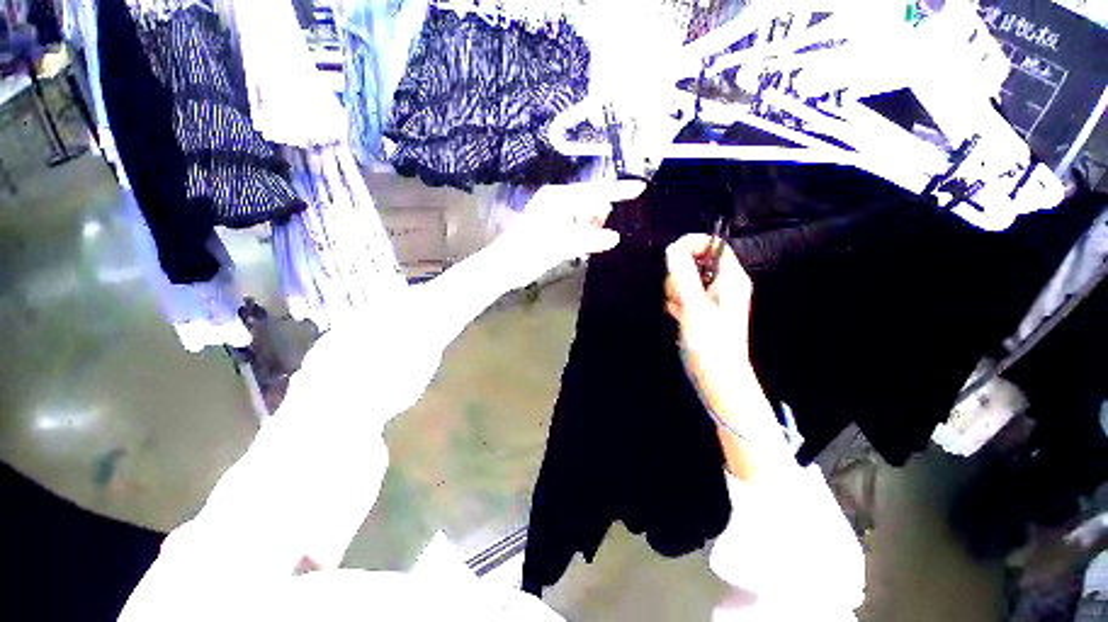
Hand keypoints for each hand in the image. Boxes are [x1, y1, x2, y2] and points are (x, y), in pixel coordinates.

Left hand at [495, 180, 645, 288]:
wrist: (503, 266)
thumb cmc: (530, 252)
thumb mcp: (562, 246)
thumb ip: (589, 240)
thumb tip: (615, 237)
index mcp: (560, 198)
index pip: (596, 191)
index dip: (619, 190)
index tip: (640, 188)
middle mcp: (557, 200)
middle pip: (590, 201)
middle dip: (603, 214)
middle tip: (609, 231)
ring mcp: (553, 212)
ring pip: (583, 214)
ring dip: (593, 226)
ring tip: (597, 241)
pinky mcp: (550, 225)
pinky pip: (575, 224)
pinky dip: (583, 232)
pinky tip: (587, 243)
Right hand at [664, 233, 753, 386]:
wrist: (718, 379)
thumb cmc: (711, 344)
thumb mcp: (695, 307)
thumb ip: (683, 276)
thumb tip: (672, 249)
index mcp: (731, 278)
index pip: (713, 245)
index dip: (691, 244)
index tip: (670, 254)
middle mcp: (722, 284)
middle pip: (694, 262)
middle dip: (679, 275)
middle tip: (679, 296)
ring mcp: (711, 298)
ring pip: (684, 280)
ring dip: (675, 292)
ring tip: (679, 311)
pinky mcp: (700, 310)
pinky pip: (682, 295)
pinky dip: (676, 303)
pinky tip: (678, 317)